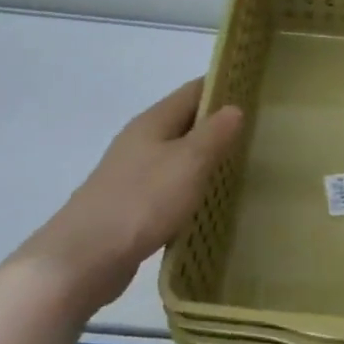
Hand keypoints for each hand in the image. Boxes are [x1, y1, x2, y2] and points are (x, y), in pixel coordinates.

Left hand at [15, 80, 243, 309]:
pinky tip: (209, 198)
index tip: (255, 89)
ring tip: (243, 162)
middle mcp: (140, 141)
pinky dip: (191, 184)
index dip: (222, 85)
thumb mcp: (188, 162)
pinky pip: (169, 184)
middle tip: (259, 129)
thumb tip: (234, 107)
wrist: (84, 259)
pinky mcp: (132, 204)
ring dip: (205, 155)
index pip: (192, 91)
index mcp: (152, 122)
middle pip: (184, 121)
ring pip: (177, 154)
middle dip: (217, 122)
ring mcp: (133, 173)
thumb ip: (213, 134)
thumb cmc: (142, 201)